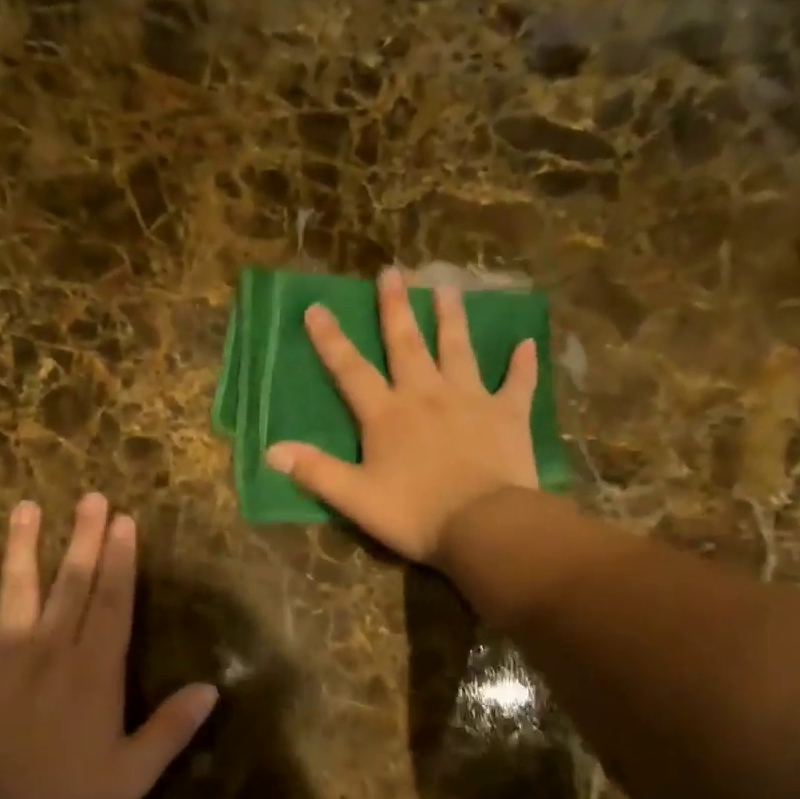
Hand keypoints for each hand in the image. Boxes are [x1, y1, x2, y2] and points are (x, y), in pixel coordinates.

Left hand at [0, 494, 218, 798]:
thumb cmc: (62, 798)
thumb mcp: (132, 774)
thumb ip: (171, 728)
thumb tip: (212, 688)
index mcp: (95, 670)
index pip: (113, 603)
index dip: (121, 561)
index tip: (125, 522)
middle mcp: (52, 648)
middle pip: (72, 583)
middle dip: (84, 538)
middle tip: (91, 497)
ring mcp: (3, 653)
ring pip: (17, 588)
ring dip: (22, 546)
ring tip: (26, 506)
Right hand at [265, 267, 539, 561]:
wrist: (484, 526)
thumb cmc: (415, 514)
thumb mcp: (355, 498)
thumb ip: (315, 471)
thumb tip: (271, 450)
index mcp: (387, 415)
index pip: (351, 370)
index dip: (331, 340)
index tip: (316, 307)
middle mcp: (426, 395)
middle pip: (407, 344)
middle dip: (396, 308)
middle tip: (392, 272)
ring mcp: (470, 400)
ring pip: (458, 349)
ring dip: (451, 318)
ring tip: (448, 288)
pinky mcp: (508, 415)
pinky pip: (517, 383)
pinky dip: (522, 364)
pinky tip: (528, 343)